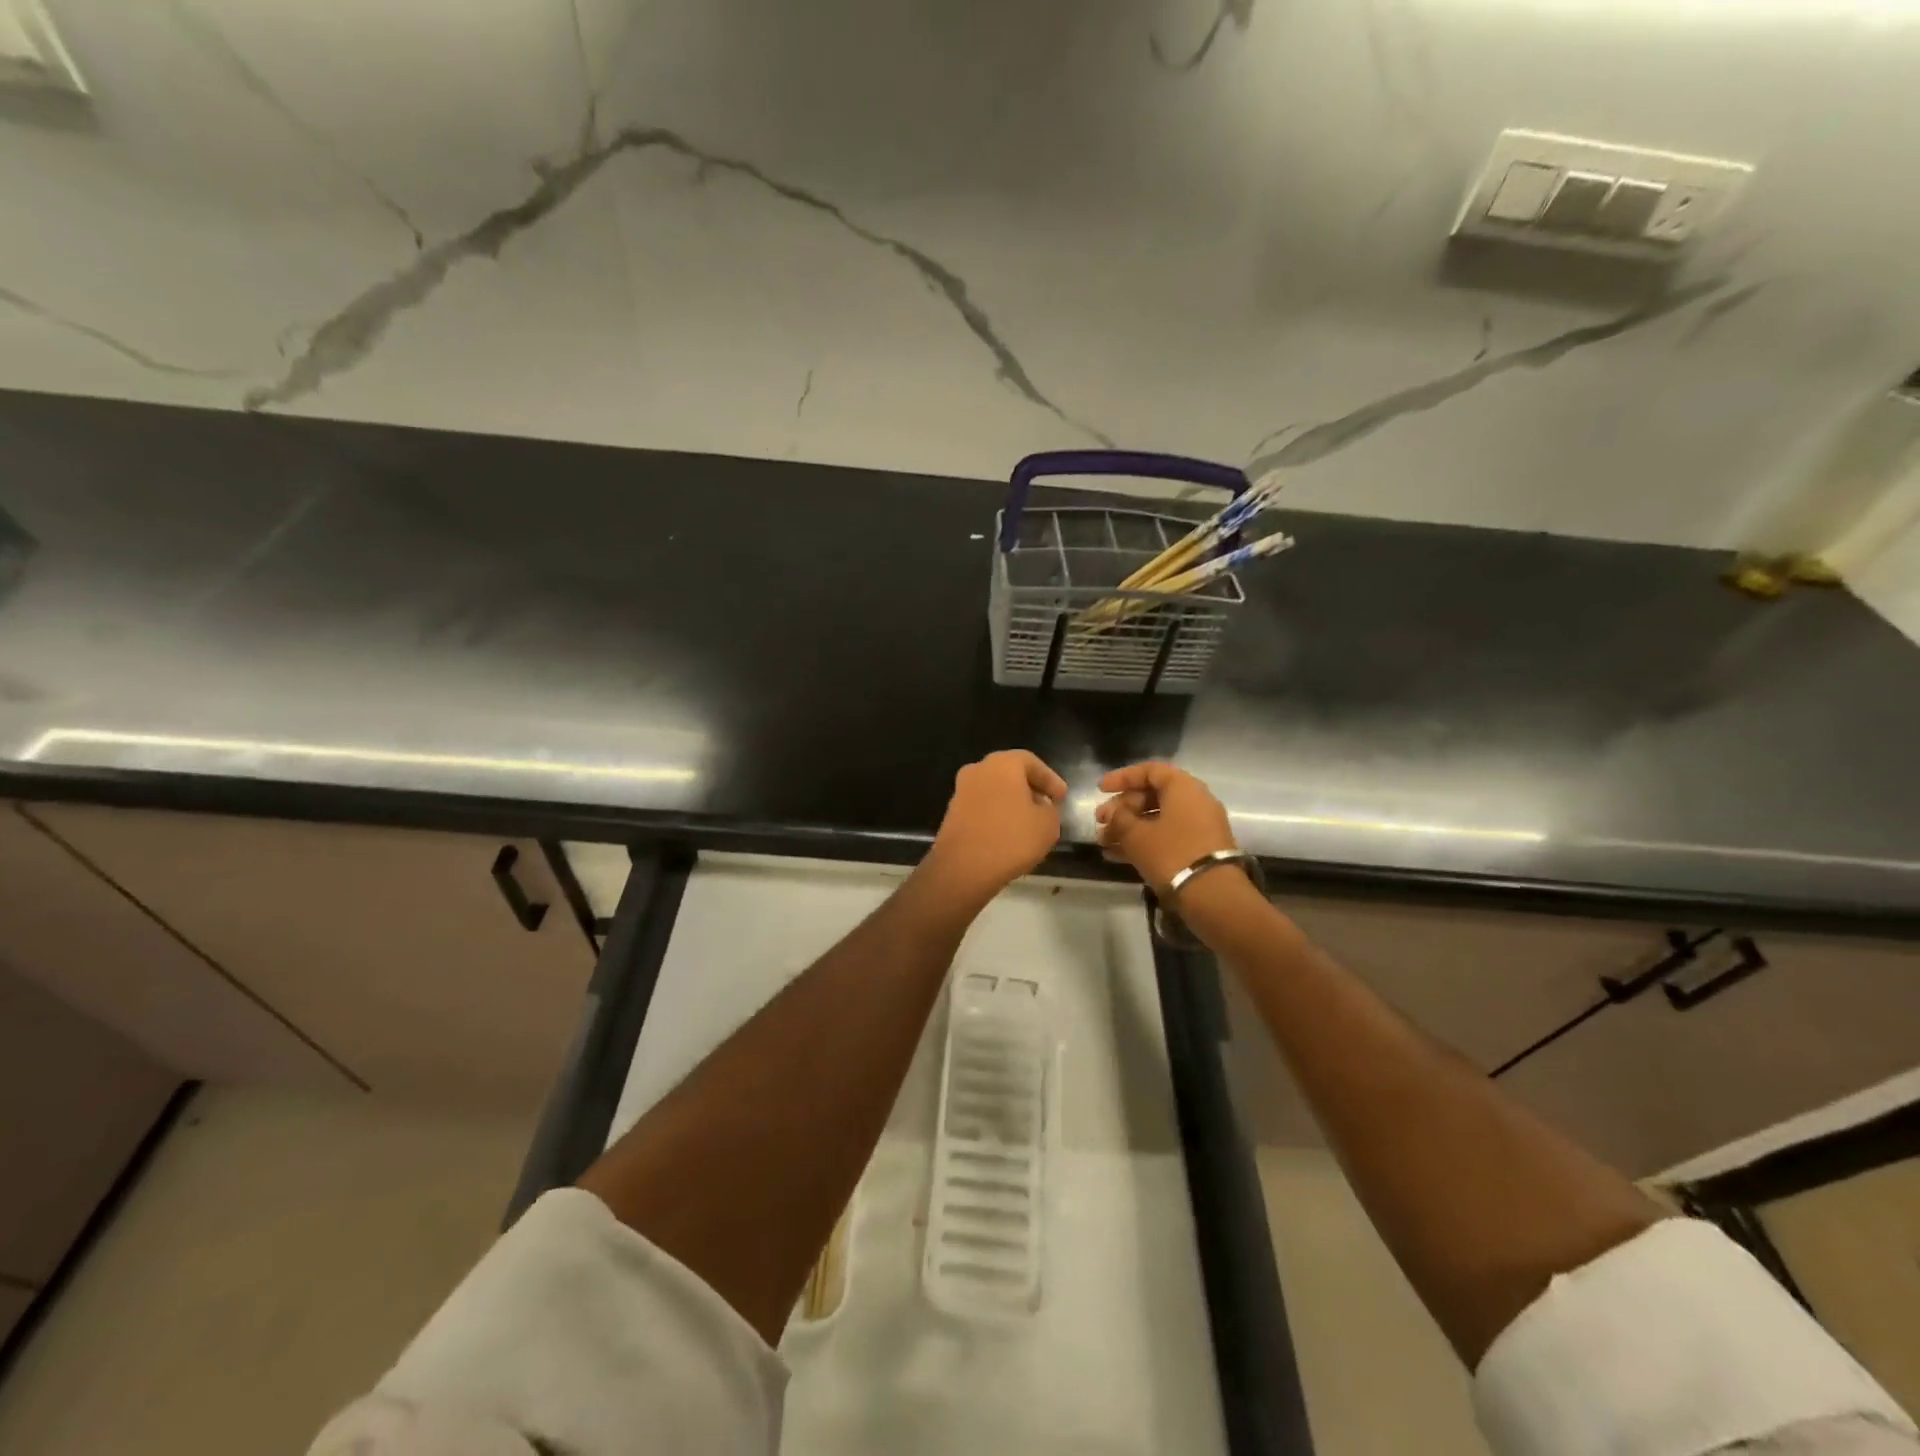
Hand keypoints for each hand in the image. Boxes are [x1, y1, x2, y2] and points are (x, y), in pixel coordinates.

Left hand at [921, 750, 1067, 908]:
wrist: (963, 868)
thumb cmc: (1011, 838)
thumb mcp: (1048, 824)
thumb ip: (1050, 809)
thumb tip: (1040, 806)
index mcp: (1002, 764)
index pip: (1031, 762)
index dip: (1050, 779)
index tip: (1062, 797)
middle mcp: (978, 770)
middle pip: (1010, 773)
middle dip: (1030, 788)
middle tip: (1046, 805)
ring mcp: (961, 791)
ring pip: (994, 790)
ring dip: (1012, 802)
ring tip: (1029, 822)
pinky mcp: (952, 813)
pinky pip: (982, 807)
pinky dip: (996, 815)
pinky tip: (1008, 833)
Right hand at [1095, 761, 1237, 893]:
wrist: (1213, 896)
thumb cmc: (1171, 854)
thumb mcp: (1136, 834)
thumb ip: (1119, 818)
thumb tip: (1113, 813)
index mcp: (1183, 787)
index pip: (1149, 771)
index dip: (1122, 777)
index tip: (1100, 790)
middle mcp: (1195, 801)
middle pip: (1152, 795)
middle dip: (1122, 808)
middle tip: (1100, 822)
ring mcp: (1199, 827)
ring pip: (1157, 819)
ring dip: (1128, 828)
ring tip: (1104, 842)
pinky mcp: (1199, 849)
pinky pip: (1166, 836)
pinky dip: (1143, 841)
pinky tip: (1117, 855)